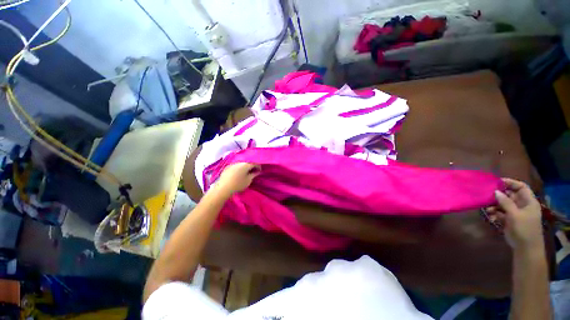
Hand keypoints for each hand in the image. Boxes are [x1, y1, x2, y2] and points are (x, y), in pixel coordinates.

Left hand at [213, 163, 260, 195]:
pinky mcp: (227, 167)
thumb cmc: (238, 184)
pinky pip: (236, 166)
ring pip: (241, 164)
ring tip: (246, 172)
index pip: (255, 163)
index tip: (260, 171)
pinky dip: (239, 168)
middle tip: (253, 171)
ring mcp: (232, 164)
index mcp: (246, 164)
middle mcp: (239, 162)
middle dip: (251, 166)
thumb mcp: (248, 180)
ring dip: (245, 167)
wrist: (223, 188)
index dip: (258, 167)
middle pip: (248, 162)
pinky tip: (238, 173)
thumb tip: (257, 171)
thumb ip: (254, 174)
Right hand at [487, 178, 542, 250]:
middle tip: (487, 195)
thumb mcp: (515, 215)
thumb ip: (506, 202)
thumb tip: (495, 191)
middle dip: (498, 195)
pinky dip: (495, 213)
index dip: (510, 183)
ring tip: (487, 209)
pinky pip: (500, 212)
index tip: (497, 182)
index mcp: (528, 202)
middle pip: (510, 195)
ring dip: (494, 205)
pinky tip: (491, 216)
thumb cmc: (524, 229)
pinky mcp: (509, 219)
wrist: (525, 248)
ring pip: (503, 204)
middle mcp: (522, 205)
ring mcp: (515, 212)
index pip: (521, 187)